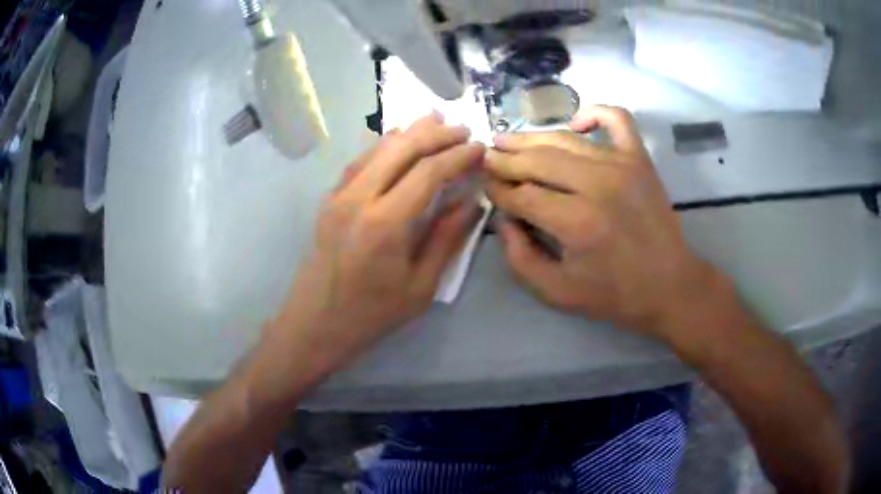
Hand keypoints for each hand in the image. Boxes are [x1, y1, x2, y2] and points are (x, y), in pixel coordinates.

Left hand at [266, 113, 483, 382]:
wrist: (315, 323)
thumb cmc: (371, 314)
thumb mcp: (420, 286)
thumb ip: (446, 239)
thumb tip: (471, 202)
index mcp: (385, 223)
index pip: (428, 172)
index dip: (458, 156)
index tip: (480, 148)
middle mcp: (359, 198)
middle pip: (402, 148)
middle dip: (437, 134)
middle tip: (463, 130)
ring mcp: (339, 195)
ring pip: (377, 148)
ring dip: (409, 132)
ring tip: (435, 120)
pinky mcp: (329, 199)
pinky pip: (359, 161)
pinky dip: (383, 146)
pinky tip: (396, 141)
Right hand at [484, 106, 718, 338]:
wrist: (670, 286)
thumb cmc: (614, 295)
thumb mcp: (556, 293)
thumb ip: (519, 257)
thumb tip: (503, 217)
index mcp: (577, 223)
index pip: (522, 194)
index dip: (497, 190)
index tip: (485, 186)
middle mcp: (598, 185)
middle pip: (537, 160)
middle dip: (505, 160)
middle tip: (486, 158)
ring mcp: (622, 165)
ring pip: (564, 138)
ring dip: (531, 137)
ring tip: (508, 140)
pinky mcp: (640, 159)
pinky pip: (616, 118)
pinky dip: (593, 112)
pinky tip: (575, 124)